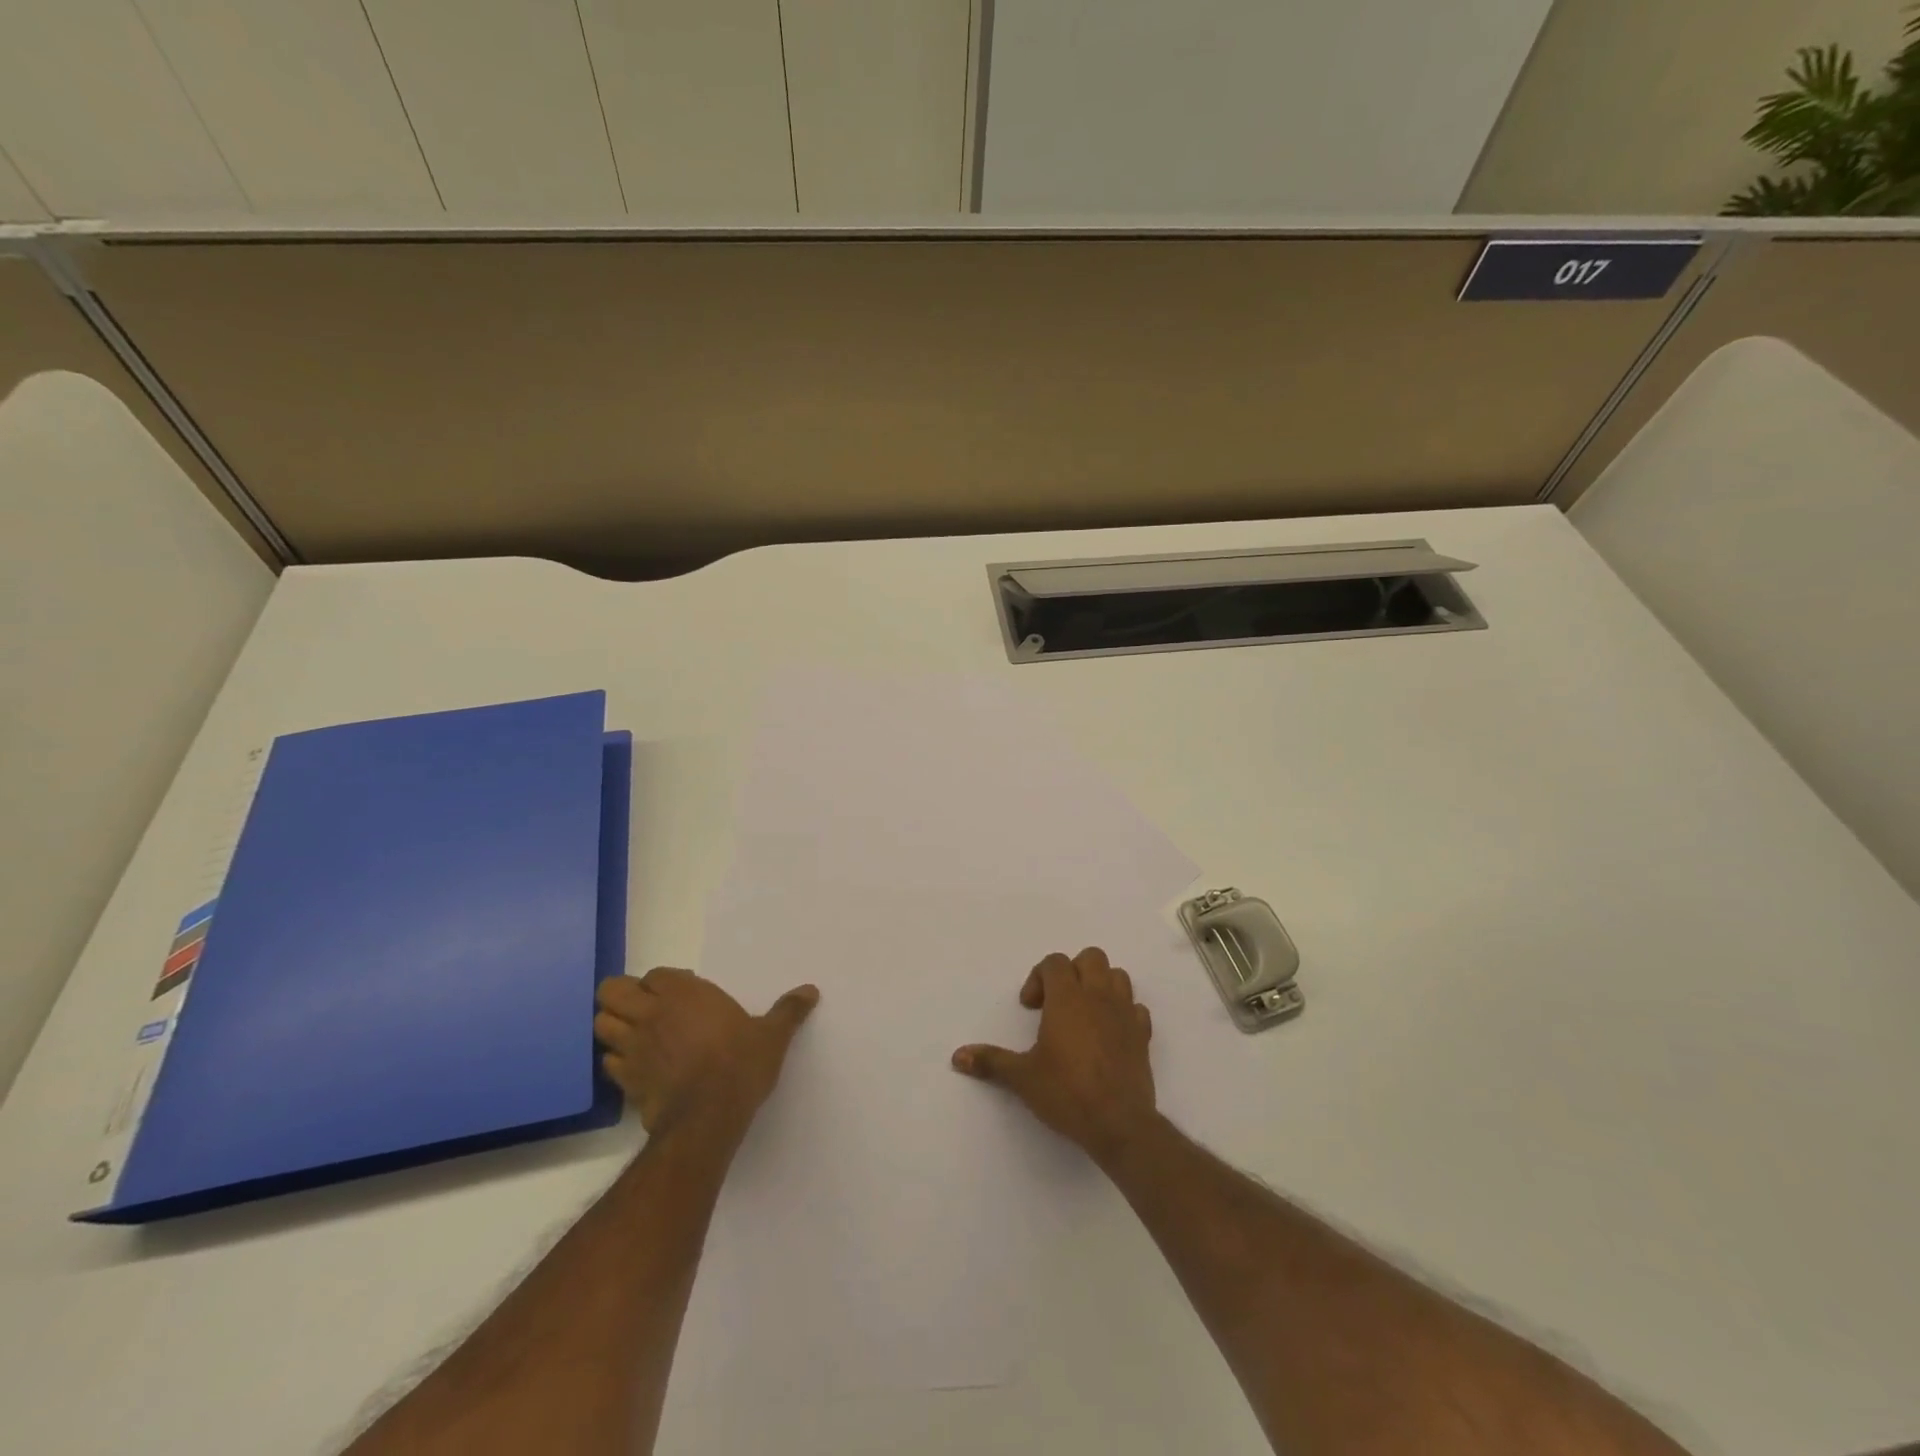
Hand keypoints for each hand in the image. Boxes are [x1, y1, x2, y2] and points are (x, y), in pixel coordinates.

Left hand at [594, 968, 818, 1135]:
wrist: (708, 1117)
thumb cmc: (740, 1065)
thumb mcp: (772, 1036)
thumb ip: (788, 1011)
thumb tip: (811, 990)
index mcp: (683, 993)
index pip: (655, 975)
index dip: (664, 983)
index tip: (683, 995)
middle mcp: (651, 1013)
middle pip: (612, 991)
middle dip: (622, 996)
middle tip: (646, 1009)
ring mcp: (633, 1047)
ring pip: (601, 1025)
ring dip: (613, 1026)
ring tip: (635, 1035)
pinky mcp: (625, 1080)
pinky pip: (607, 1061)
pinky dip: (615, 1060)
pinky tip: (636, 1066)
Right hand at [951, 947, 1156, 1164]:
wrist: (1119, 1124)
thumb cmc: (1067, 1093)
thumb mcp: (1022, 1077)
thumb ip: (991, 1061)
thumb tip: (958, 1056)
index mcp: (1068, 999)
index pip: (1055, 962)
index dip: (1038, 977)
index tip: (1030, 1007)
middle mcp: (1098, 997)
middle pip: (1090, 958)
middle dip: (1072, 971)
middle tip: (1057, 1002)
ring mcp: (1125, 1014)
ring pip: (1118, 976)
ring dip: (1100, 985)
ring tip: (1084, 1012)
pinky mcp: (1143, 1035)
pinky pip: (1136, 1008)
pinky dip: (1123, 1012)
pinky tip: (1109, 1033)